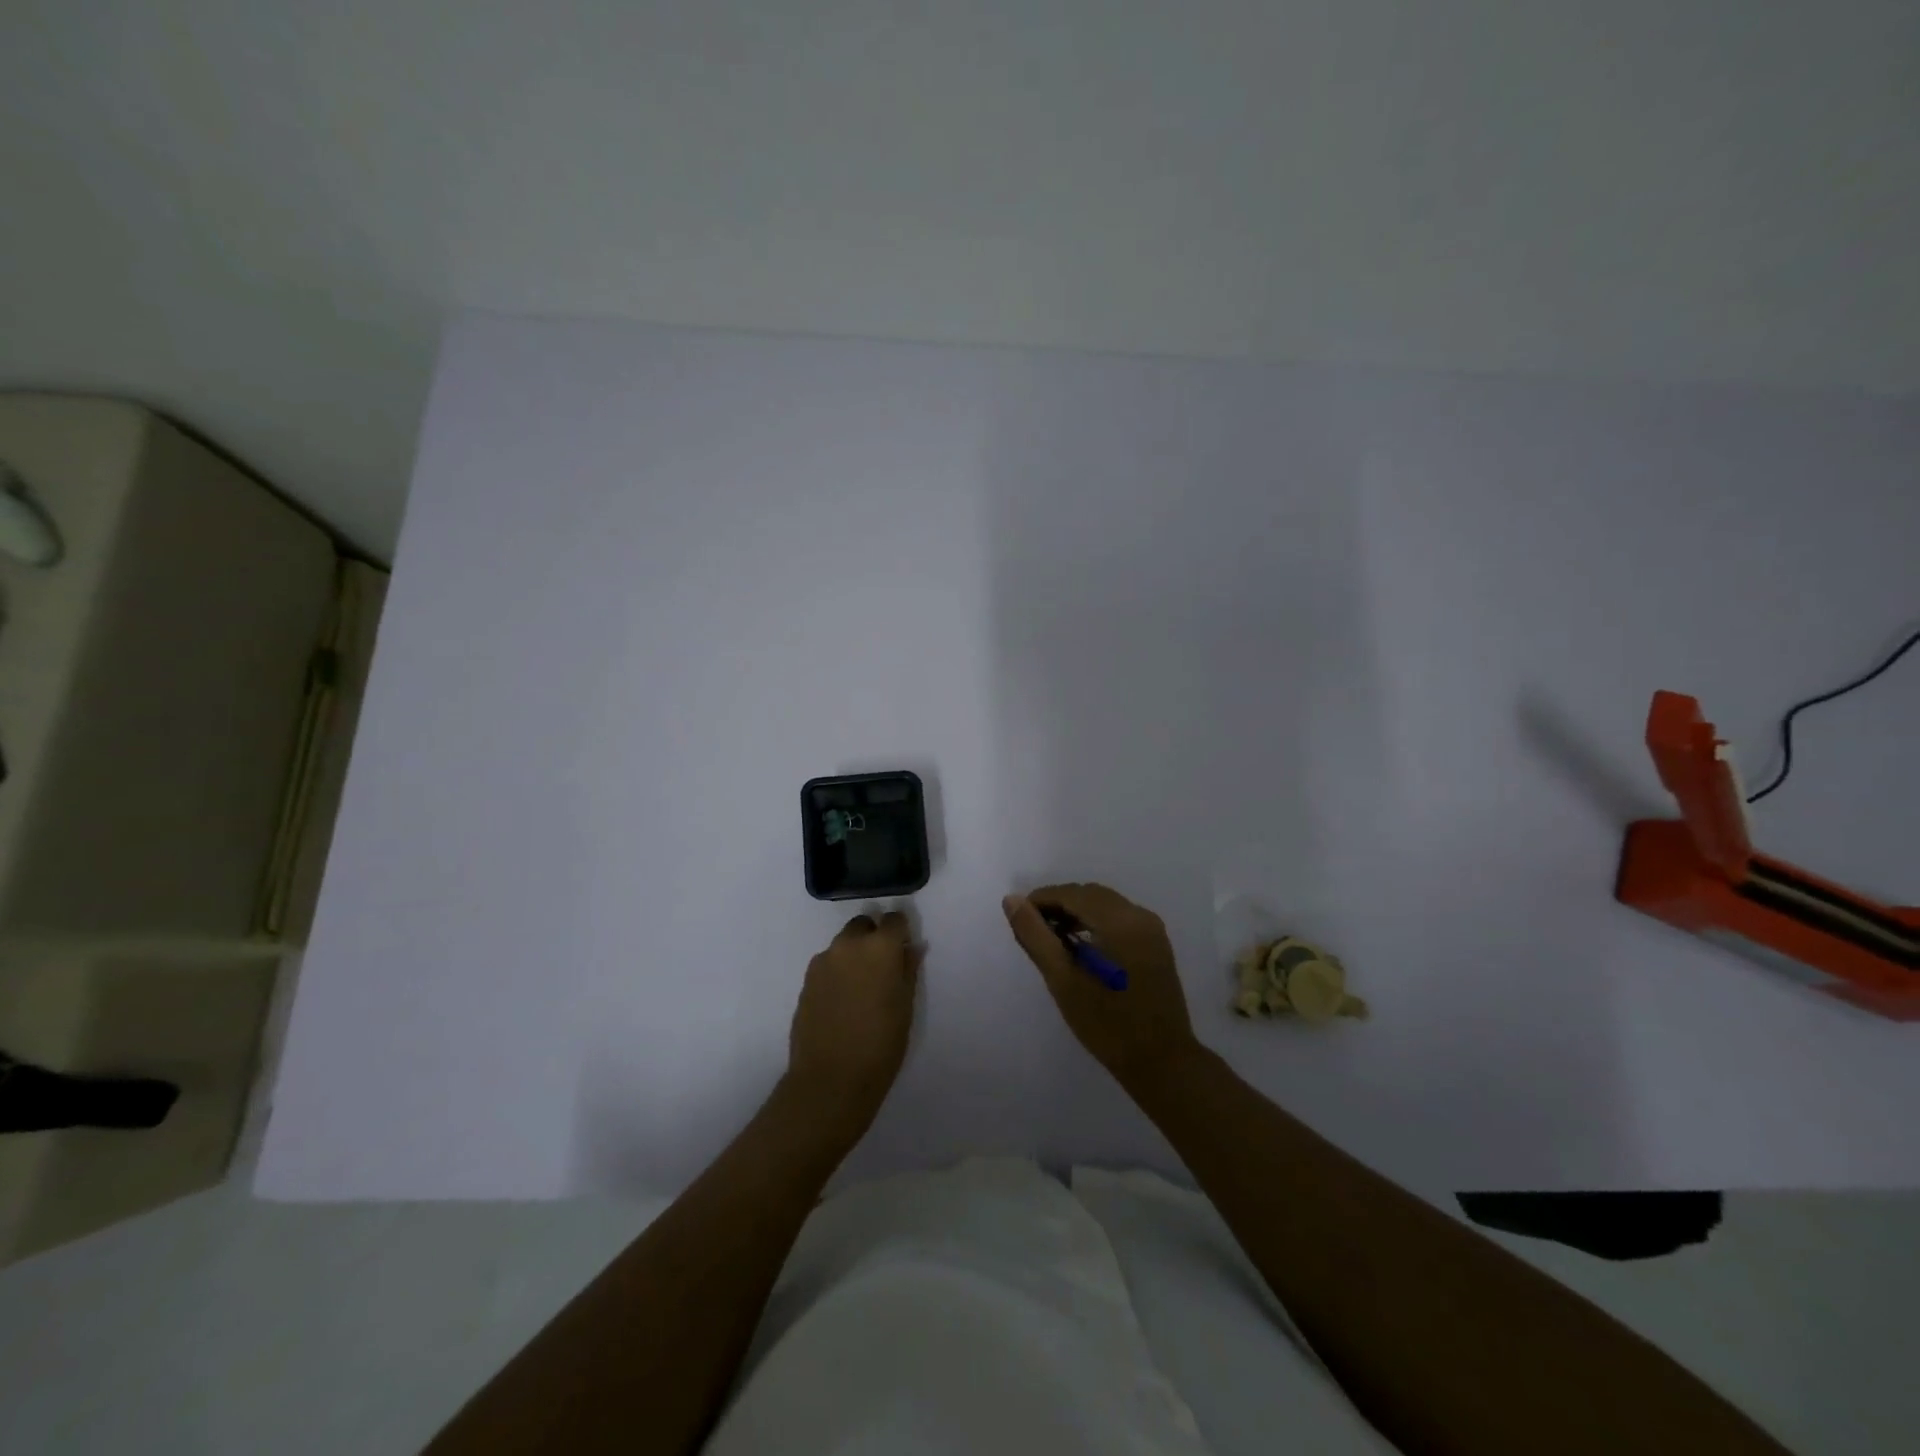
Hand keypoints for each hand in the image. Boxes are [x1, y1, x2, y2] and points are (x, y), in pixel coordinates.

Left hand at [787, 911, 921, 1123]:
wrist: (830, 1080)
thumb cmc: (880, 1045)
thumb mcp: (906, 1007)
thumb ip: (908, 969)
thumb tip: (912, 947)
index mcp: (879, 948)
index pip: (894, 919)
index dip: (901, 931)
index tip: (904, 949)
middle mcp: (848, 945)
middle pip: (863, 925)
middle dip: (874, 938)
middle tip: (882, 969)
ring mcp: (823, 962)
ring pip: (843, 945)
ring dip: (854, 955)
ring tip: (861, 990)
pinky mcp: (806, 981)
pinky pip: (827, 965)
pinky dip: (838, 973)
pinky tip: (843, 1002)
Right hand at [1003, 883, 1200, 1088]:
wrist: (1160, 1061)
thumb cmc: (1106, 1023)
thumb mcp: (1062, 980)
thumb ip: (1035, 936)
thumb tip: (1012, 900)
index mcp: (1119, 921)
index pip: (1072, 894)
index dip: (1041, 899)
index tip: (1018, 918)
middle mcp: (1139, 915)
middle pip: (1090, 895)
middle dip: (1058, 904)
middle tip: (1033, 929)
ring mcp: (1152, 929)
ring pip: (1105, 904)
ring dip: (1076, 912)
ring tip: (1052, 938)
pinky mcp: (1156, 943)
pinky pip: (1120, 918)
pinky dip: (1096, 922)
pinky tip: (1081, 946)